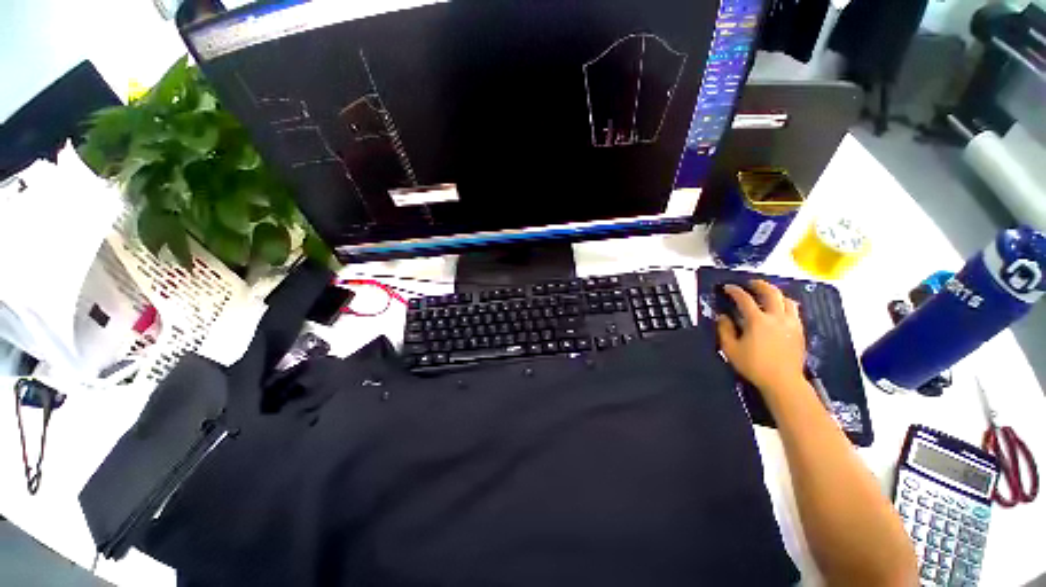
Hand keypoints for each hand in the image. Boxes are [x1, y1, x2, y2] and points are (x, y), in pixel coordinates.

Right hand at [716, 280, 805, 393]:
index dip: (735, 291)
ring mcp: (791, 324)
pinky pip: (795, 311)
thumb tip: (722, 316)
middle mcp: (776, 317)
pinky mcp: (800, 331)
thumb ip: (725, 330)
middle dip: (760, 285)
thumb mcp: (730, 349)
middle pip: (771, 293)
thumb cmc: (754, 365)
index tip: (727, 287)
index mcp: (757, 320)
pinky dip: (786, 305)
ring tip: (768, 295)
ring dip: (776, 294)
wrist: (783, 381)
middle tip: (751, 283)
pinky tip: (780, 311)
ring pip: (787, 300)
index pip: (745, 299)